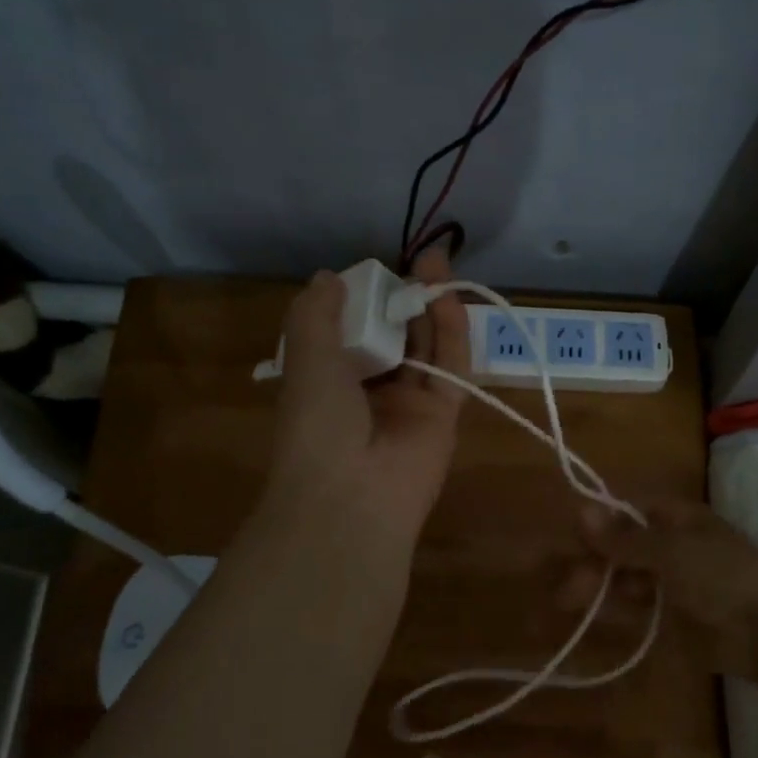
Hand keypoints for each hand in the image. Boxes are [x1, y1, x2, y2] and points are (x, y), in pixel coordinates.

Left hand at [265, 247, 470, 540]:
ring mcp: (410, 403)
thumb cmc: (318, 424)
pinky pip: (452, 367)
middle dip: (404, 298)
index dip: (365, 301)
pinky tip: (449, 297)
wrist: (351, 496)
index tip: (375, 271)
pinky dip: (452, 332)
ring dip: (432, 306)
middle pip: (396, 336)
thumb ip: (315, 315)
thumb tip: (328, 278)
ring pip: (427, 347)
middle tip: (419, 261)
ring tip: (438, 263)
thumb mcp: (305, 358)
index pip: (352, 332)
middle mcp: (371, 390)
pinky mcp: (444, 414)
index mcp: (330, 381)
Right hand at [568, 498, 757, 679]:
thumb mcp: (669, 550)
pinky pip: (636, 607)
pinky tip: (592, 614)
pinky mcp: (672, 616)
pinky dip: (614, 608)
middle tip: (565, 581)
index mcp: (677, 519)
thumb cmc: (720, 574)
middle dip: (593, 559)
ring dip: (598, 585)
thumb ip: (624, 537)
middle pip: (623, 546)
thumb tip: (580, 510)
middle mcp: (672, 546)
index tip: (572, 534)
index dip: (600, 520)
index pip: (629, 510)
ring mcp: (672, 582)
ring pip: (625, 578)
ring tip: (568, 600)